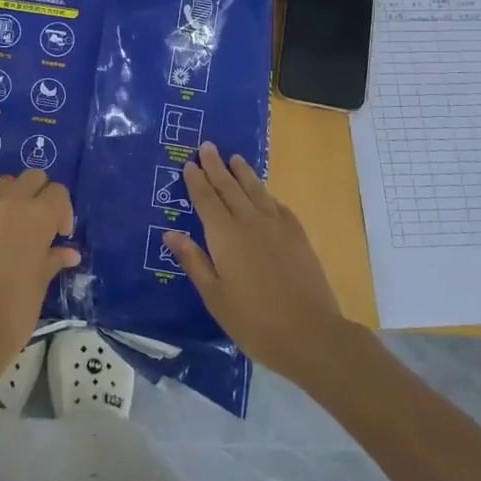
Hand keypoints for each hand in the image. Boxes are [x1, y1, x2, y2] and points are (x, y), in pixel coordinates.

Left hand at [0, 169, 78, 375]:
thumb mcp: (41, 282)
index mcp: (37, 216)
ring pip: (3, 187)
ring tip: (14, 230)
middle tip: (41, 224)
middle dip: (40, 194)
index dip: (63, 212)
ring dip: (14, 200)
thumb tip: (68, 253)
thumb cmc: (16, 308)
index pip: (58, 192)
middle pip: (31, 178)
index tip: (60, 236)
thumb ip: (53, 259)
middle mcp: (10, 205)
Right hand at [163, 143, 355, 384]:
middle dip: (217, 166)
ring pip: (256, 191)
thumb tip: (171, 233)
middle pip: (230, 188)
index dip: (197, 181)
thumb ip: (194, 261)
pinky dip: (268, 196)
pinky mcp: (298, 237)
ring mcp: (278, 228)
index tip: (189, 162)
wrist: (310, 334)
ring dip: (243, 173)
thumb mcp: (214, 296)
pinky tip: (266, 195)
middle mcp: (250, 223)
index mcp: (225, 236)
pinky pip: (279, 207)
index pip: (206, 200)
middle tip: (208, 146)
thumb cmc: (253, 321)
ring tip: (235, 158)